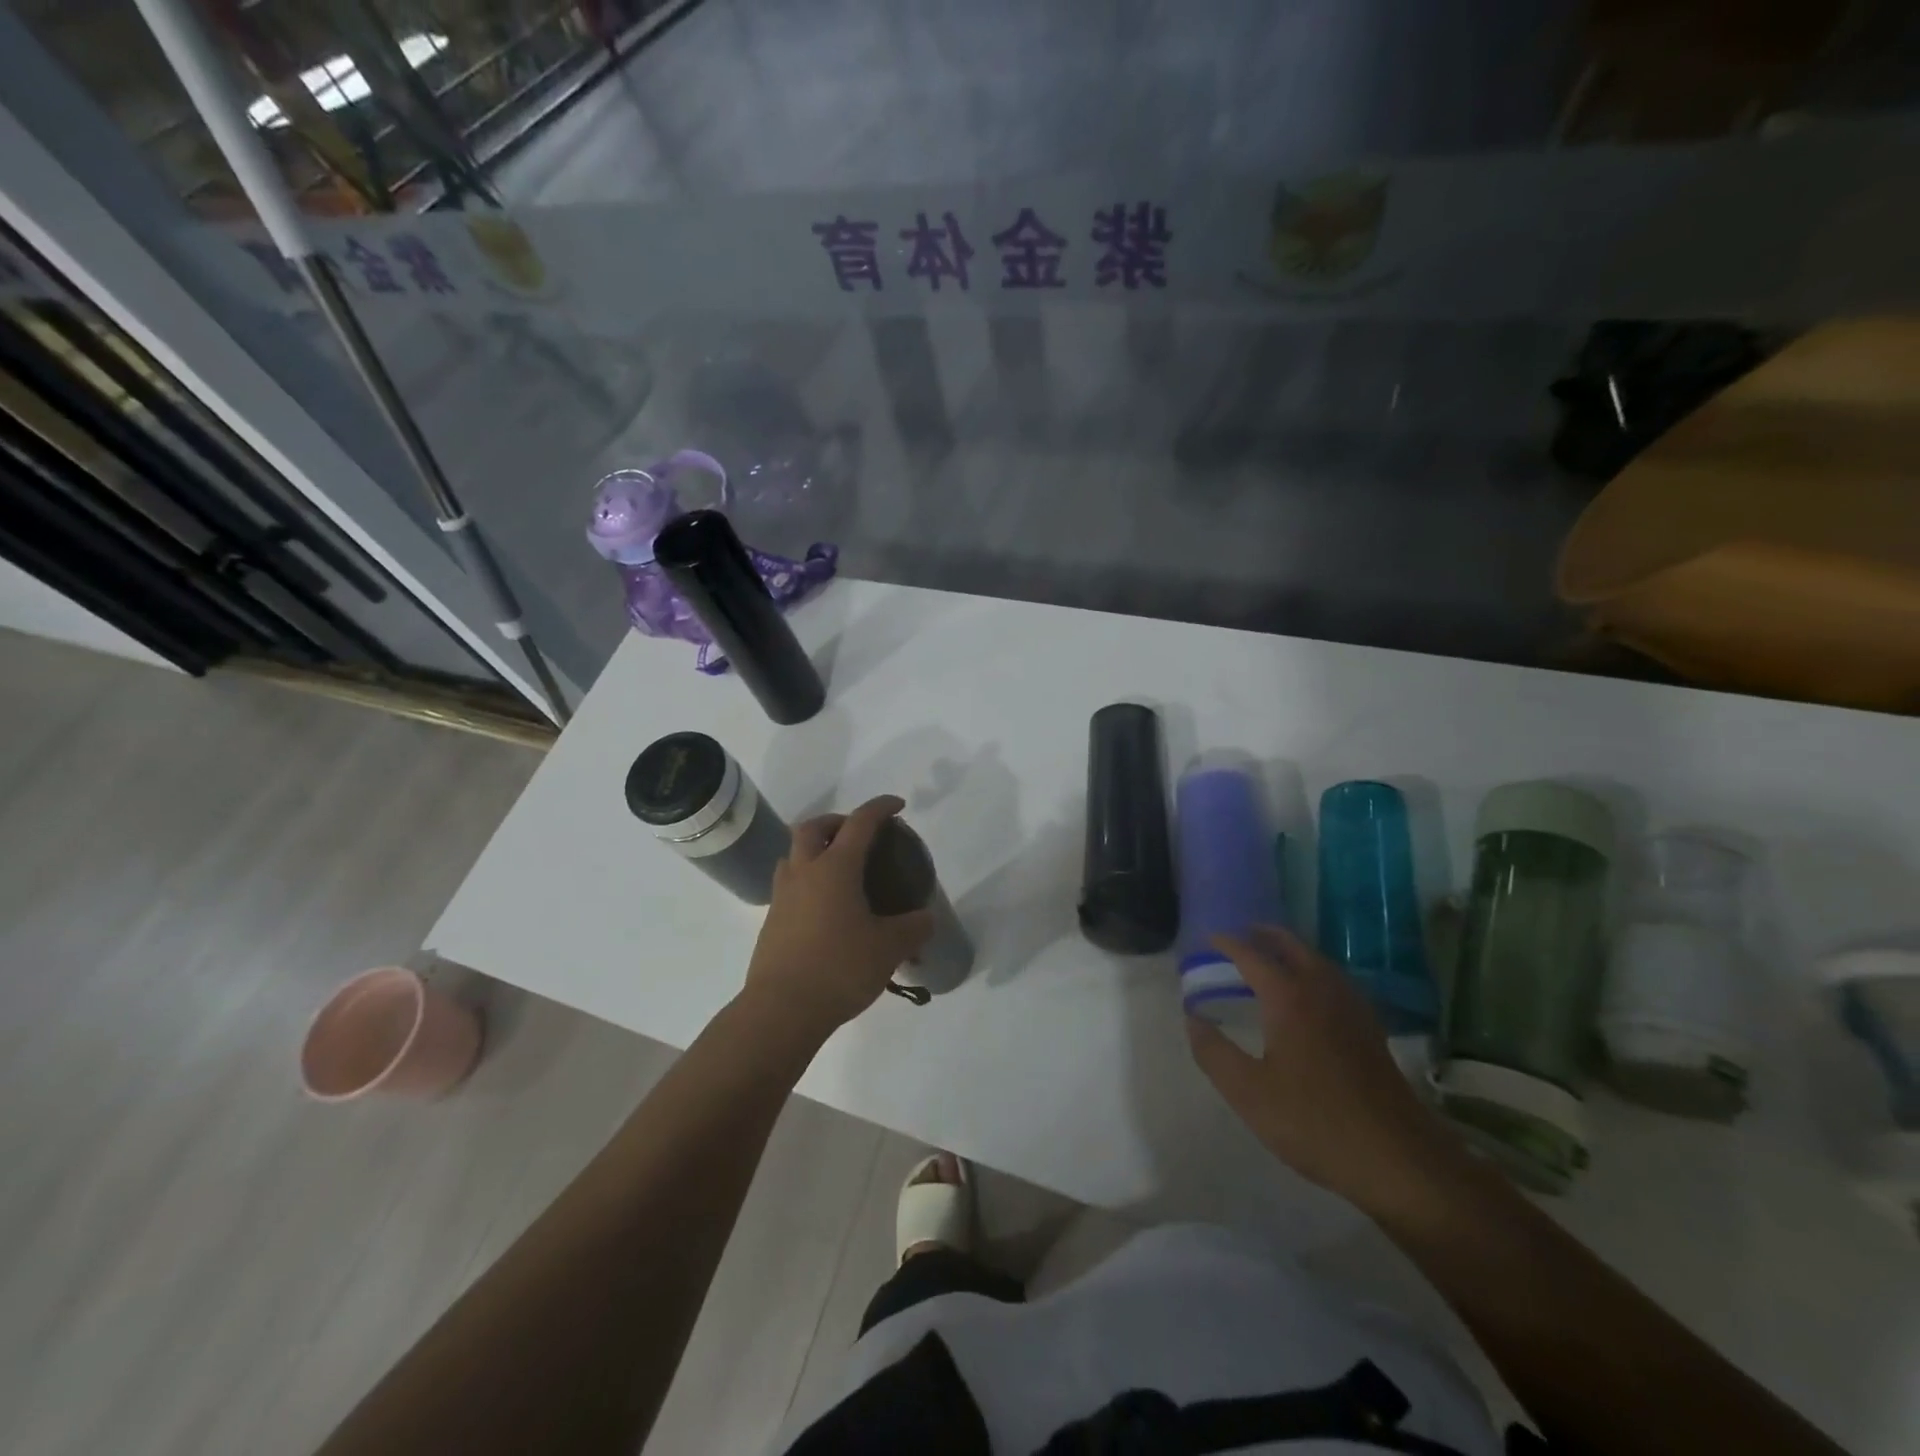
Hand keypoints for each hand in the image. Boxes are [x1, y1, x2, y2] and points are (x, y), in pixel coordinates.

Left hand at [742, 795, 934, 1039]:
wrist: (781, 1010)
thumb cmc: (839, 968)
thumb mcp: (889, 948)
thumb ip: (914, 928)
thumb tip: (926, 919)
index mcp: (835, 868)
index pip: (859, 823)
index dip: (880, 808)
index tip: (897, 806)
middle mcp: (804, 873)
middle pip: (812, 828)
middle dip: (836, 821)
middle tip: (858, 834)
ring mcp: (783, 897)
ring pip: (794, 855)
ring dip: (815, 849)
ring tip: (840, 869)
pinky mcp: (772, 922)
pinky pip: (789, 885)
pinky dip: (808, 881)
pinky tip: (827, 908)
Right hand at [1186, 925, 1457, 1216]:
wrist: (1397, 1159)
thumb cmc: (1314, 1122)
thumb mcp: (1248, 1092)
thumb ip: (1214, 1052)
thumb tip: (1193, 1019)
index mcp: (1288, 998)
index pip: (1252, 956)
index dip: (1228, 944)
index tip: (1208, 940)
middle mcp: (1321, 990)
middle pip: (1292, 946)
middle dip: (1265, 935)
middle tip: (1241, 935)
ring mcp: (1352, 1008)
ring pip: (1318, 961)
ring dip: (1292, 950)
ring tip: (1271, 956)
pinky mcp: (1370, 1030)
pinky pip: (1336, 981)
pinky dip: (1315, 971)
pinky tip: (1311, 994)